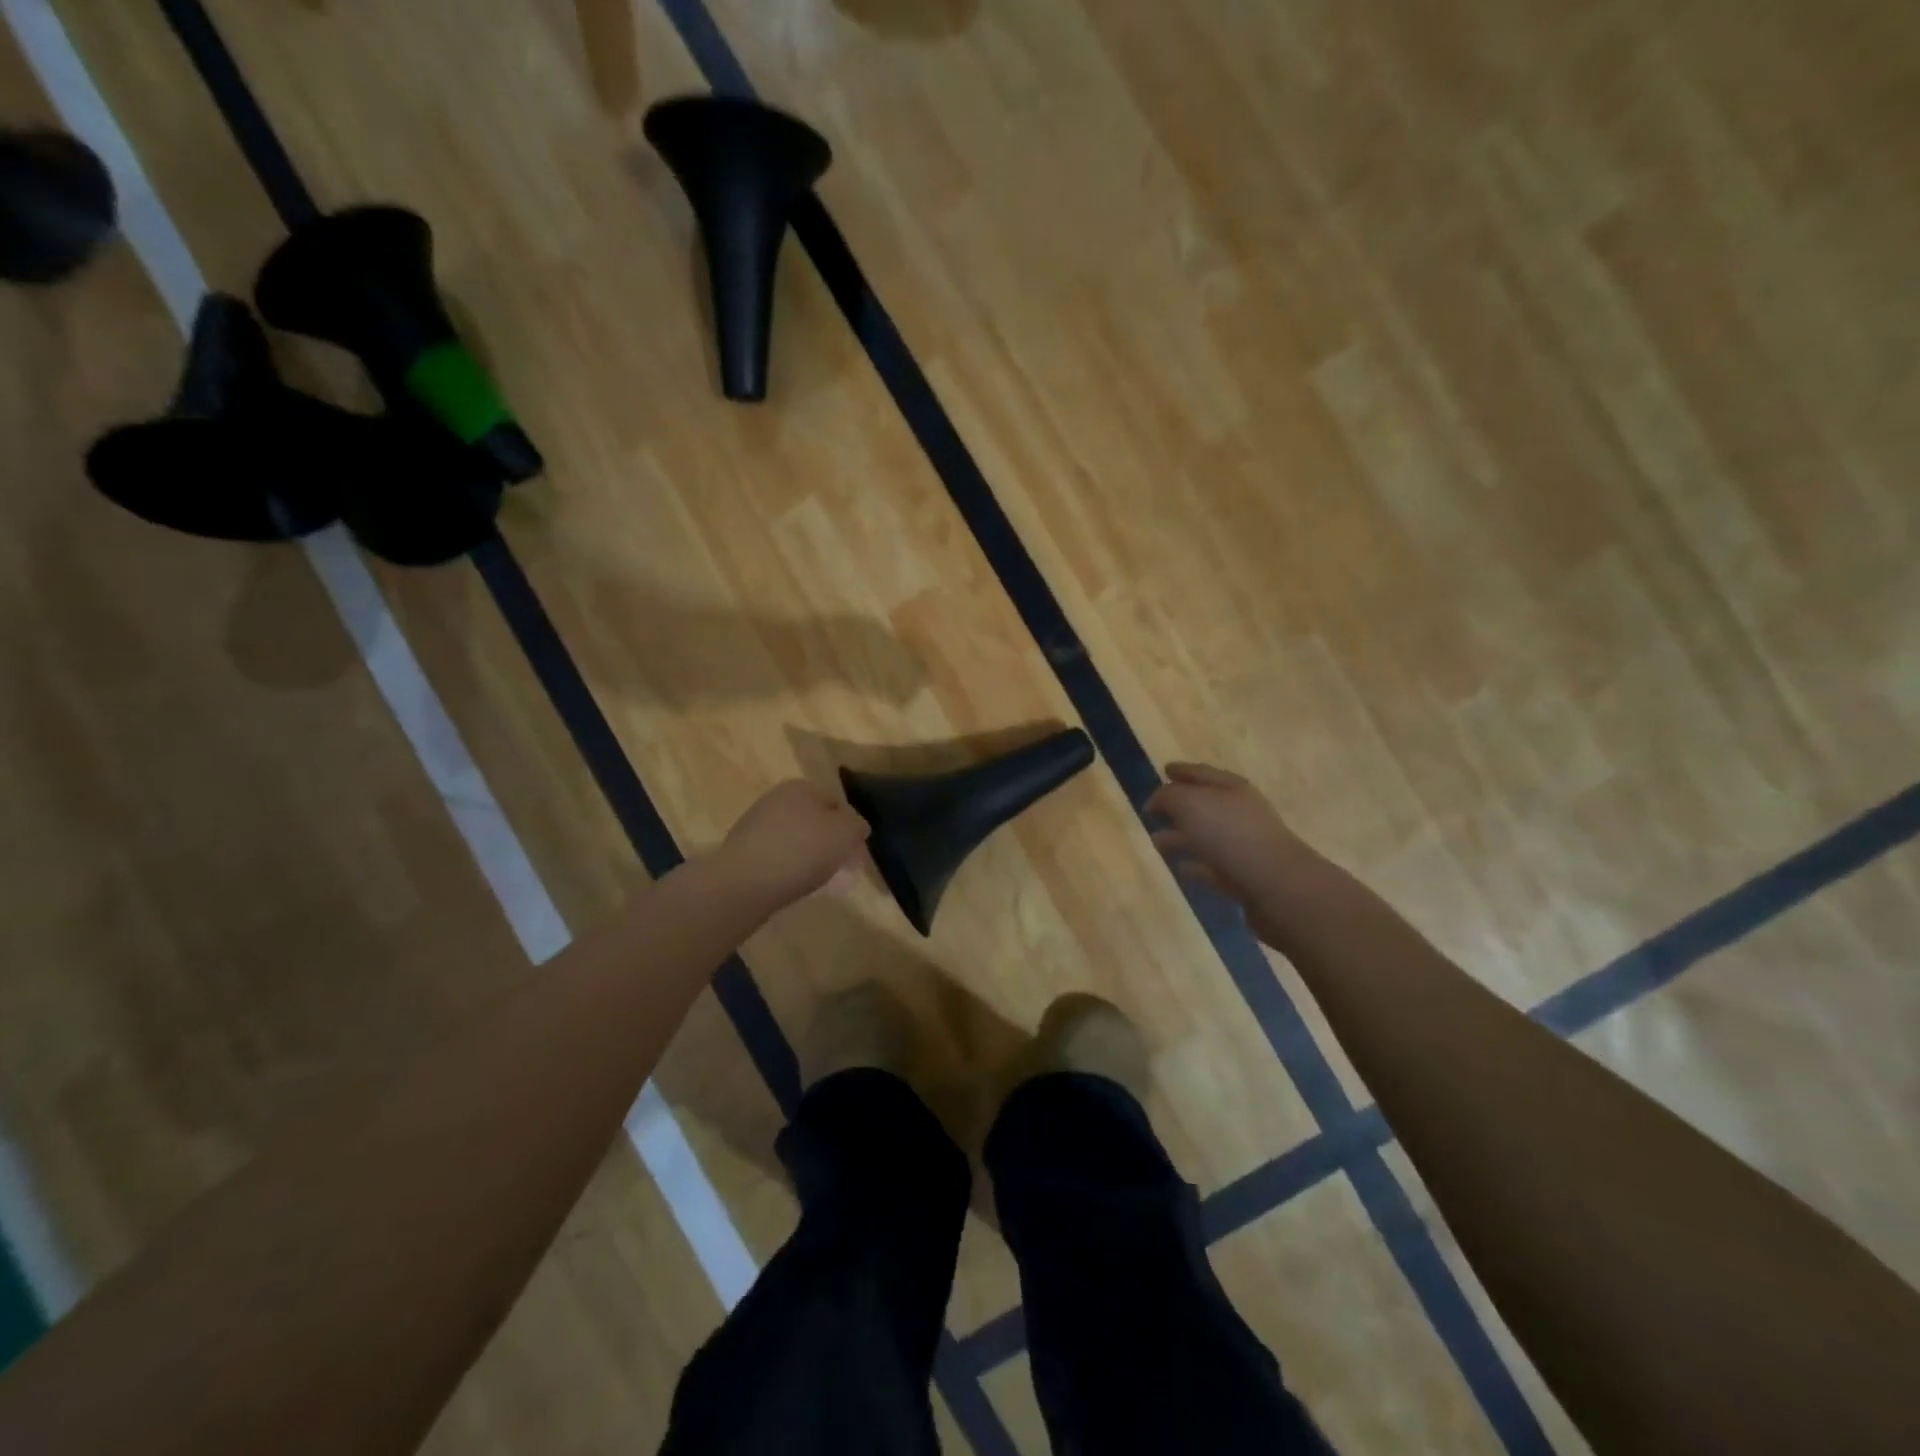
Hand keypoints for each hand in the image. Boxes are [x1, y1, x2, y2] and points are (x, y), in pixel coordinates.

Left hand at [718, 780, 870, 908]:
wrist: (745, 882)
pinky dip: (789, 869)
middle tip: (841, 868)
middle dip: (829, 843)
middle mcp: (776, 798)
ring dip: (809, 856)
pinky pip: (777, 857)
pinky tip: (794, 885)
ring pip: (796, 839)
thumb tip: (856, 827)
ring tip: (819, 881)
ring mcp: (756, 824)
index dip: (850, 828)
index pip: (837, 803)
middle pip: (815, 821)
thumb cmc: (802, 850)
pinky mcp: (743, 850)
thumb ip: (857, 826)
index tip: (855, 853)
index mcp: (801, 787)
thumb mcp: (846, 834)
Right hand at [1147, 763, 1325, 947]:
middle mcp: (1240, 812)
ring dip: (1181, 836)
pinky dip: (1196, 865)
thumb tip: (1156, 801)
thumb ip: (1168, 797)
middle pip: (1204, 804)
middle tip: (1154, 809)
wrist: (1275, 885)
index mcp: (1231, 788)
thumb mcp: (1190, 804)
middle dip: (1179, 805)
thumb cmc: (1230, 834)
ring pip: (1206, 836)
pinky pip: (1213, 866)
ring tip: (1156, 841)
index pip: (1201, 772)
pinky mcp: (1243, 876)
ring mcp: (1244, 845)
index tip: (1164, 769)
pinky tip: (1181, 868)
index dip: (1182, 770)